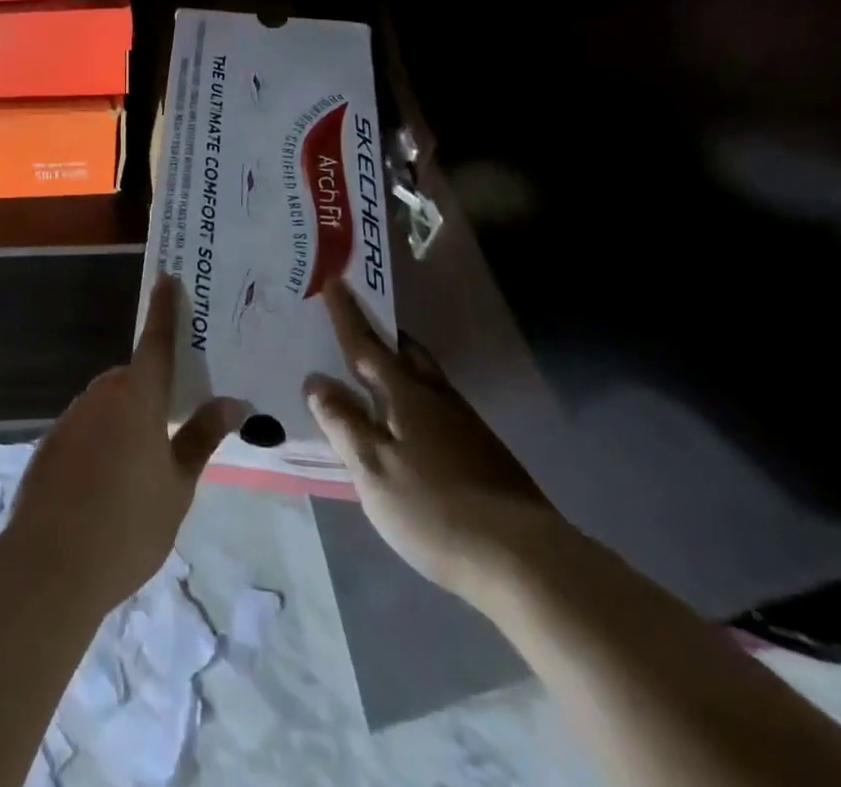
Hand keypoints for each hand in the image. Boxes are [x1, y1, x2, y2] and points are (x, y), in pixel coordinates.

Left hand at [3, 275, 247, 613]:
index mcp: (138, 398)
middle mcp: (102, 396)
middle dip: (151, 391)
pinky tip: (106, 485)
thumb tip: (233, 402)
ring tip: (141, 468)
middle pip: (133, 378)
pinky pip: (86, 428)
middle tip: (172, 423)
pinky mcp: (50, 444)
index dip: (164, 310)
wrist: (48, 567)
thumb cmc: (127, 526)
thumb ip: (202, 437)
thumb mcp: (178, 486)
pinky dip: (101, 441)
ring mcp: (71, 418)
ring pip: (108, 404)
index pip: (156, 342)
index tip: (167, 278)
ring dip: (126, 419)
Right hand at [305, 279, 569, 603]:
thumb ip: (342, 422)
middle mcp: (437, 398)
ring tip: (377, 375)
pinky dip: (416, 401)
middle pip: (406, 353)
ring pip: (425, 380)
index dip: (346, 315)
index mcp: (406, 394)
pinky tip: (411, 428)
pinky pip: (439, 408)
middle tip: (358, 326)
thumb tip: (316, 380)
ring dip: (400, 368)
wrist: (523, 558)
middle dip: (382, 337)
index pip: (366, 345)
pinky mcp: (483, 453)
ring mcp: (465, 425)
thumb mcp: (372, 468)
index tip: (334, 282)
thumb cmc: (434, 507)